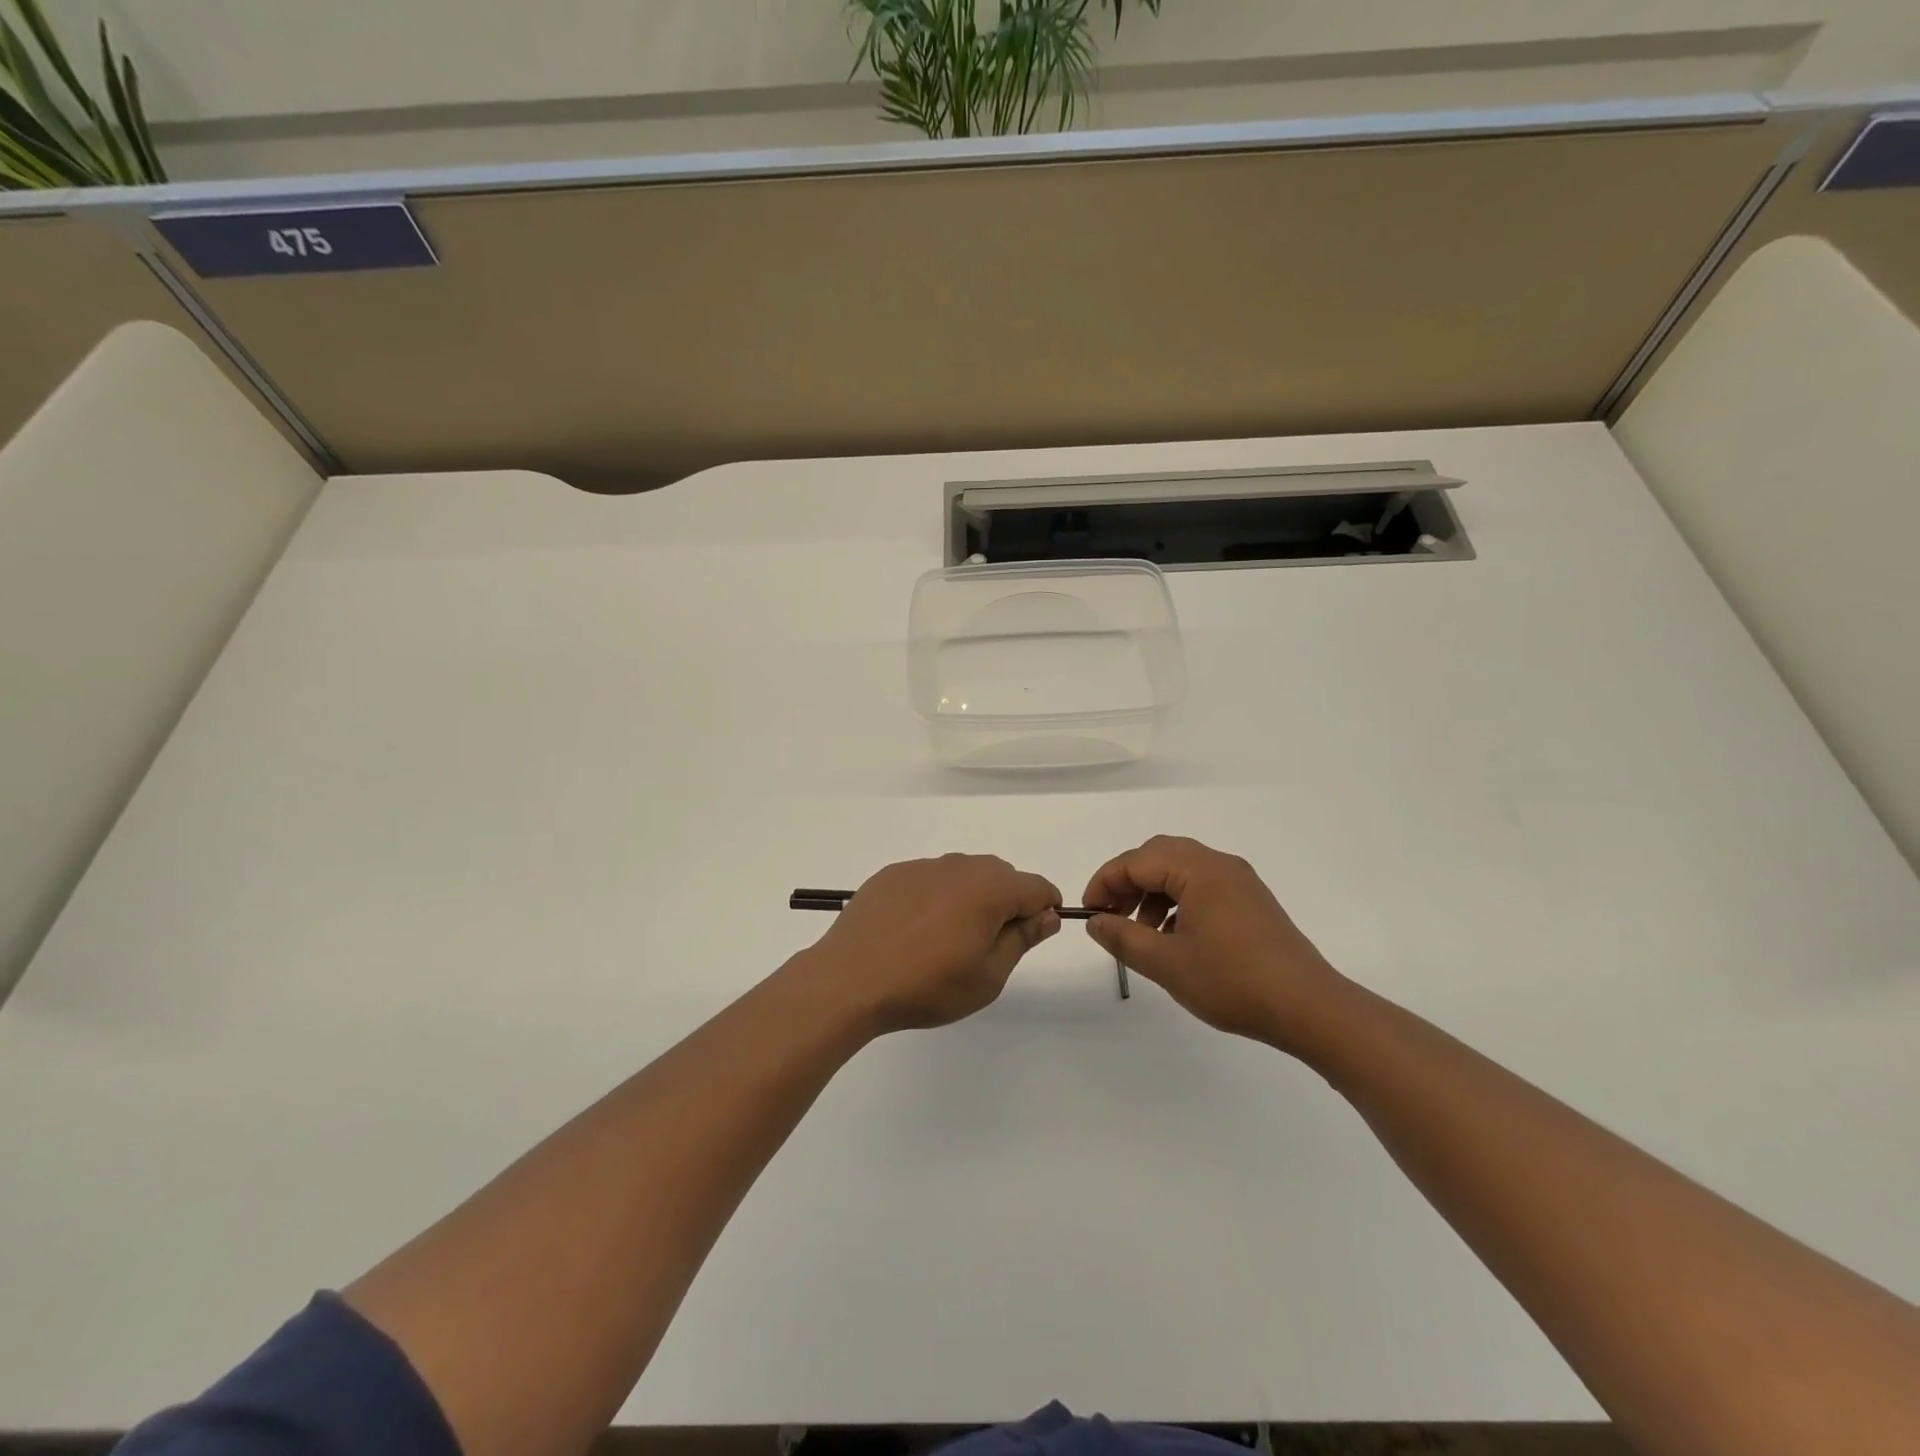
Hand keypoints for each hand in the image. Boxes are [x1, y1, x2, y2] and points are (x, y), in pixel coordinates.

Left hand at [804, 855, 1061, 1033]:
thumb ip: (1022, 939)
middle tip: (988, 945)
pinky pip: (929, 879)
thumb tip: (1048, 915)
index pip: (1036, 887)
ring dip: (970, 898)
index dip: (1044, 909)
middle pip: (1001, 875)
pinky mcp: (892, 874)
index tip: (1033, 935)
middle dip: (1007, 903)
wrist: (850, 979)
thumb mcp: (988, 976)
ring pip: (963, 875)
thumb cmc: (927, 985)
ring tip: (948, 940)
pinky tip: (915, 931)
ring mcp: (922, 867)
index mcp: (990, 888)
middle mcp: (959, 866)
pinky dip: (935, 898)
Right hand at [1083, 835, 1348, 1049]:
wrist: (1310, 1008)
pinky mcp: (1251, 902)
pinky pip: (1202, 886)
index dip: (1105, 882)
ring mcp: (1240, 882)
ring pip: (1181, 870)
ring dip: (1152, 892)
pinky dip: (1177, 901)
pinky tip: (1174, 937)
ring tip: (1141, 932)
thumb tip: (1095, 921)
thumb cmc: (1233, 982)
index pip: (1137, 861)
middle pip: (1159, 855)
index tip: (1088, 913)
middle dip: (1128, 882)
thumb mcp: (1167, 963)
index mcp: (1199, 870)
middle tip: (1110, 915)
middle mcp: (1220, 865)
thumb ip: (1123, 937)